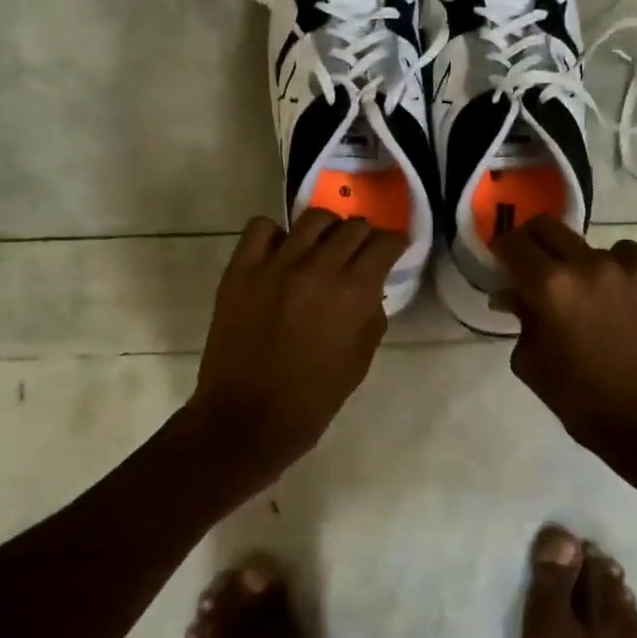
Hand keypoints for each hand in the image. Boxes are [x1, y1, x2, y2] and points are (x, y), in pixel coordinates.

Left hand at [189, 210, 405, 475]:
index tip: (394, 248)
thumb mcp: (360, 360)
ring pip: (312, 218)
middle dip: (365, 236)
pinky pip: (261, 228)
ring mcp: (275, 265)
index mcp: (353, 293)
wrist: (247, 418)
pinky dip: (276, 234)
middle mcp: (318, 268)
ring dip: (327, 229)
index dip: (395, 243)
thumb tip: (369, 289)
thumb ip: (371, 315)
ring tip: (323, 247)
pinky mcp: (241, 270)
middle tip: (361, 252)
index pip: (385, 243)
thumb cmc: (313, 399)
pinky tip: (281, 253)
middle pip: (353, 226)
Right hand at [493, 218, 636, 462]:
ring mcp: (631, 266)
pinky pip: (629, 257)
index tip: (502, 260)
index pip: (514, 244)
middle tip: (534, 265)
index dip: (502, 249)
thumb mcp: (532, 362)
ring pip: (591, 246)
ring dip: (581, 265)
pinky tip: (621, 299)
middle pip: (549, 228)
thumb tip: (510, 294)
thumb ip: (519, 318)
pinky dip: (618, 271)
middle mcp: (590, 264)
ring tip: (589, 296)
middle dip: (533, 243)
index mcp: (551, 287)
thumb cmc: (580, 398)